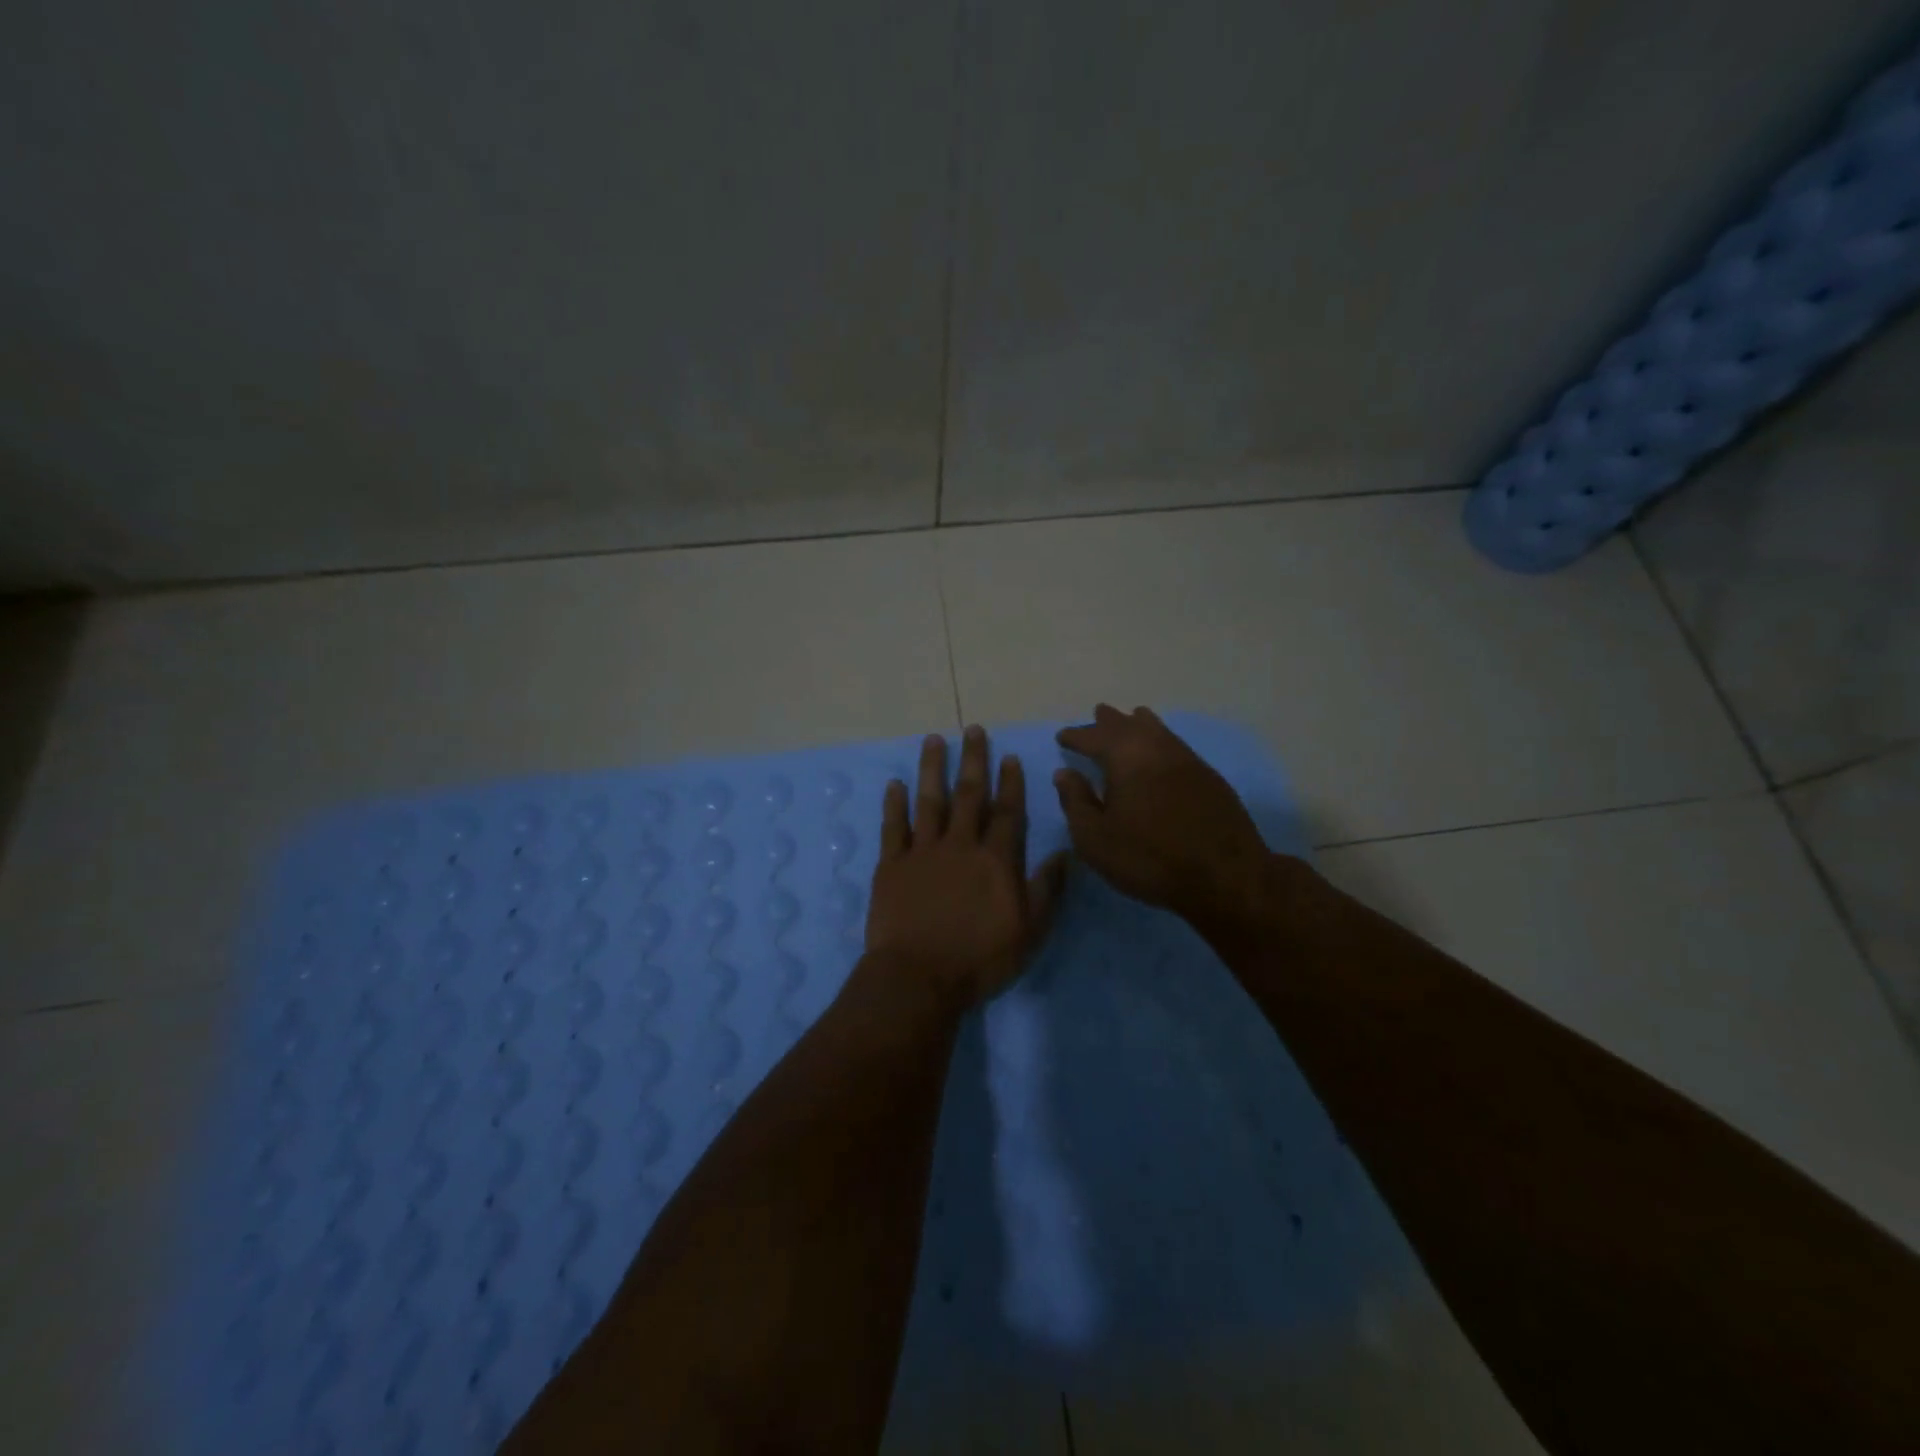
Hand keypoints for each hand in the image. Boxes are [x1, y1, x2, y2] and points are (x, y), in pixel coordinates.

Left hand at [863, 726, 1068, 1009]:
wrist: (919, 977)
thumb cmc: (980, 958)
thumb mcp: (1029, 930)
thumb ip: (1046, 888)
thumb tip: (1066, 852)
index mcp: (995, 859)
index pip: (1007, 812)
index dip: (1010, 783)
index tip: (1009, 756)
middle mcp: (959, 845)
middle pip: (968, 795)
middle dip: (973, 760)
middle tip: (973, 729)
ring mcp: (922, 852)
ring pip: (929, 801)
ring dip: (931, 769)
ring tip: (934, 740)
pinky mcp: (891, 865)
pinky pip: (893, 827)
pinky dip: (893, 804)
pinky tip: (894, 784)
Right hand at [1053, 705, 1272, 925]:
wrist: (1224, 876)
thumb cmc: (1148, 858)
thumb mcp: (1095, 838)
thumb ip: (1076, 802)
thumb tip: (1065, 773)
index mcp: (1124, 757)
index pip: (1093, 737)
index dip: (1076, 736)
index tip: (1062, 737)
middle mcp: (1156, 748)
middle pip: (1128, 725)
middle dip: (1109, 721)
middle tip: (1098, 714)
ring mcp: (1187, 759)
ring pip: (1157, 730)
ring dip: (1139, 724)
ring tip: (1131, 719)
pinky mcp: (1209, 777)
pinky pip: (1176, 745)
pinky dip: (1161, 740)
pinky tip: (1161, 752)